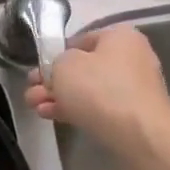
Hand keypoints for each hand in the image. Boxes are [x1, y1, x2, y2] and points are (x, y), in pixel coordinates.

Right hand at [25, 24, 169, 166]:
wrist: (138, 133)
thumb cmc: (99, 88)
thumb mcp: (64, 65)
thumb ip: (54, 63)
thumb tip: (59, 71)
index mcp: (120, 37)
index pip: (80, 40)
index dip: (55, 54)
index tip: (38, 70)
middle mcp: (131, 58)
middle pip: (82, 68)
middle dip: (52, 81)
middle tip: (31, 91)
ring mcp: (133, 88)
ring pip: (87, 89)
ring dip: (58, 97)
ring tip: (34, 106)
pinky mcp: (131, 114)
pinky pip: (97, 107)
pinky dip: (74, 109)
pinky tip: (50, 115)